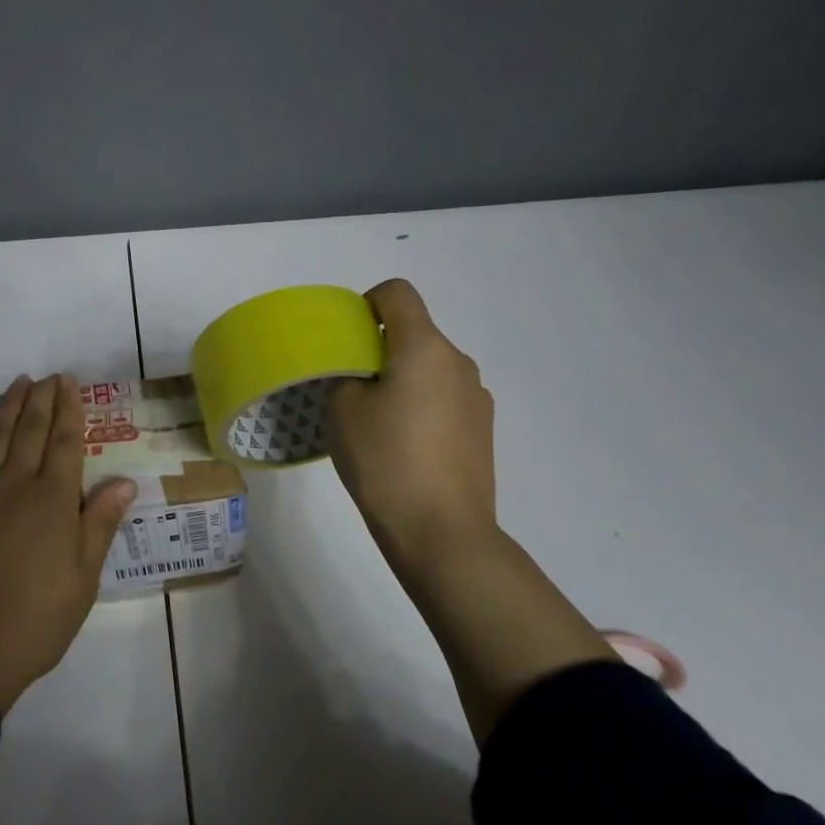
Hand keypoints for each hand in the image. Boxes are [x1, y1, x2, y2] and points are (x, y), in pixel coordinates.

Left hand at [0, 374, 138, 713]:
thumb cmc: (36, 618)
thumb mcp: (83, 578)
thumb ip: (99, 523)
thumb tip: (124, 481)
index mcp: (53, 500)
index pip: (65, 442)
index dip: (69, 410)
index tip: (69, 383)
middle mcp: (15, 484)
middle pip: (30, 430)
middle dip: (41, 398)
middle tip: (48, 375)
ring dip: (7, 406)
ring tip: (17, 383)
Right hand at [326, 279, 499, 575]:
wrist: (442, 531)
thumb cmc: (385, 461)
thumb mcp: (342, 410)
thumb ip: (345, 375)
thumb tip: (361, 375)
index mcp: (425, 347)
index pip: (397, 293)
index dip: (366, 303)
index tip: (345, 339)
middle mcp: (458, 363)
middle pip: (414, 333)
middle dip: (379, 349)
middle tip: (349, 388)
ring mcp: (477, 397)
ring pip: (429, 368)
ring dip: (401, 380)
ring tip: (377, 424)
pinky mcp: (482, 429)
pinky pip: (443, 398)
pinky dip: (420, 406)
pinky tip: (404, 446)